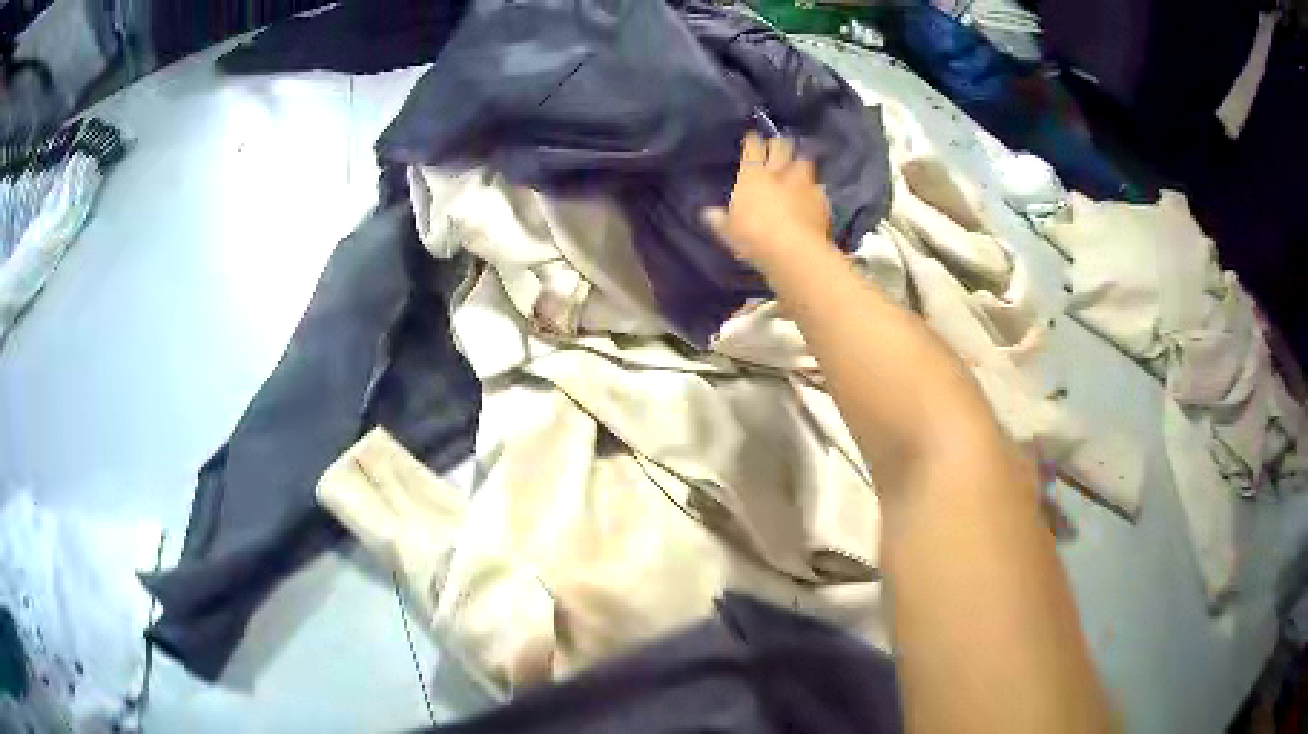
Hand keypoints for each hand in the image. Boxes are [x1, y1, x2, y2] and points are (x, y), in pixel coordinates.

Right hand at [701, 132, 831, 265]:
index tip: (752, 136)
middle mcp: (779, 173)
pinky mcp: (822, 200)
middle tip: (778, 143)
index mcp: (753, 175)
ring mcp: (804, 184)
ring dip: (801, 160)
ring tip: (799, 162)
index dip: (752, 140)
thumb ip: (719, 219)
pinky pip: (819, 187)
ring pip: (804, 161)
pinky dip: (815, 188)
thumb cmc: (754, 237)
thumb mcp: (729, 231)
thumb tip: (708, 213)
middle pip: (781, 146)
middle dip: (779, 143)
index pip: (752, 148)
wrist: (795, 251)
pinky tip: (814, 193)